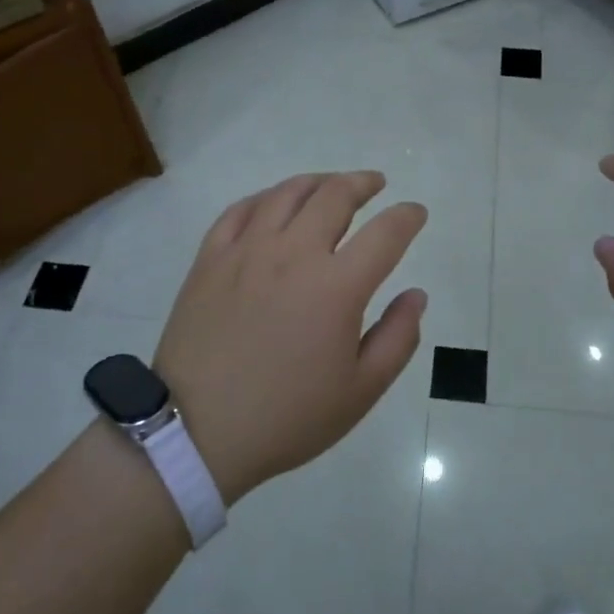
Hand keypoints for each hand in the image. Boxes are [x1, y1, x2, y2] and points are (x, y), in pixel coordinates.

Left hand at [152, 171, 428, 504]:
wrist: (196, 432)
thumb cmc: (287, 417)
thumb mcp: (360, 391)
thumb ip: (397, 337)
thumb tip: (416, 295)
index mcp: (337, 286)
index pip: (385, 233)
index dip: (407, 216)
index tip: (416, 212)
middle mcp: (294, 254)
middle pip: (335, 196)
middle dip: (363, 183)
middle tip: (375, 184)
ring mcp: (247, 251)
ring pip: (287, 193)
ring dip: (318, 181)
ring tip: (331, 184)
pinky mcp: (210, 258)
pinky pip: (240, 210)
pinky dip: (266, 198)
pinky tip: (274, 203)